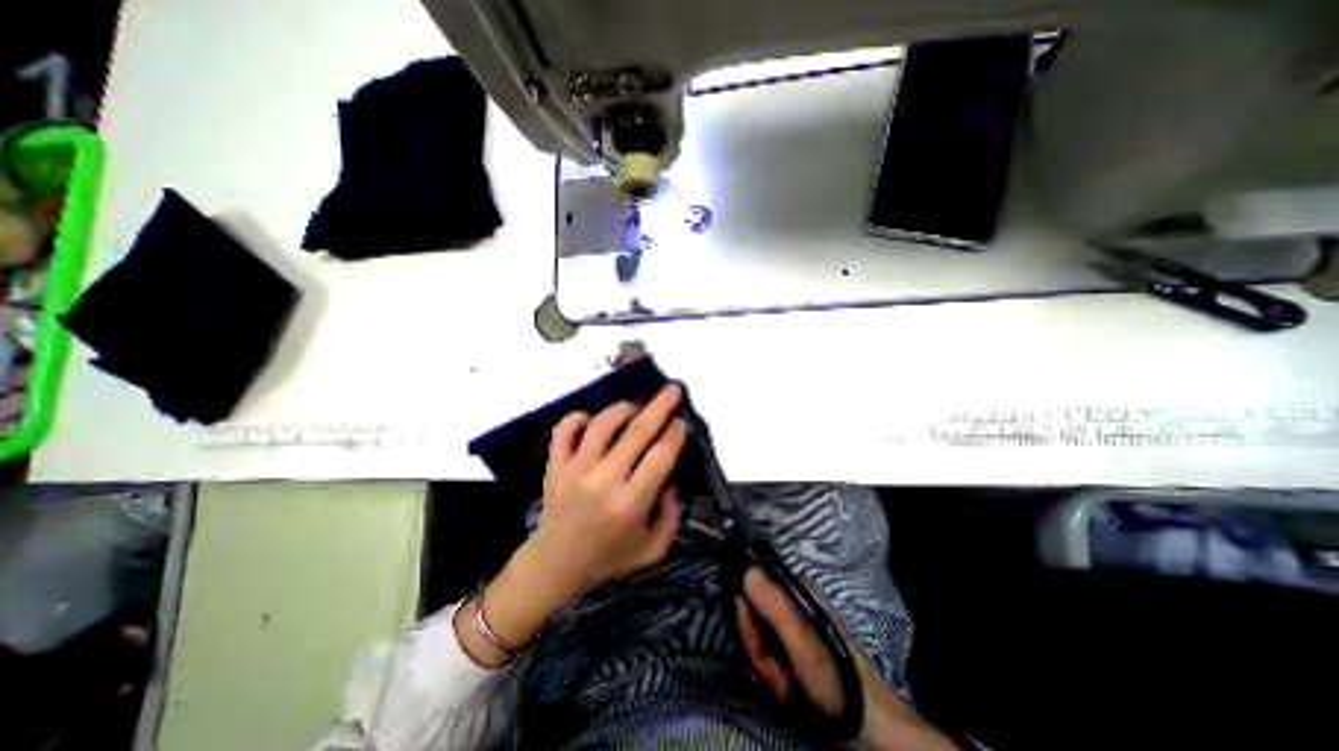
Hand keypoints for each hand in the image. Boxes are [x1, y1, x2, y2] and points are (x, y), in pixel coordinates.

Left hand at [460, 384, 688, 665]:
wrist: (556, 565)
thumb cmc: (609, 557)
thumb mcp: (653, 549)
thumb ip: (672, 516)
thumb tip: (671, 480)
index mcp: (630, 503)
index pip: (660, 456)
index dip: (675, 434)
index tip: (681, 423)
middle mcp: (603, 481)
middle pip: (637, 432)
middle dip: (660, 407)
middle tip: (672, 390)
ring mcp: (575, 471)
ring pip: (601, 425)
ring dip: (623, 409)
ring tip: (635, 406)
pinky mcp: (555, 467)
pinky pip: (563, 432)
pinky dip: (575, 419)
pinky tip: (589, 419)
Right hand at [736, 570, 955, 749]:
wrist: (868, 728)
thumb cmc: (837, 681)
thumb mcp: (804, 643)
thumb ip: (776, 607)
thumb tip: (748, 571)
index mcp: (798, 592)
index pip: (754, 588)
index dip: (748, 617)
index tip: (757, 643)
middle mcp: (793, 605)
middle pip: (754, 616)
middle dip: (759, 649)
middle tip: (779, 675)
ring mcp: (793, 630)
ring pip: (758, 639)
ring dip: (767, 668)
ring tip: (789, 689)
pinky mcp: (793, 652)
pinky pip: (768, 656)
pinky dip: (774, 677)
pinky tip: (790, 693)